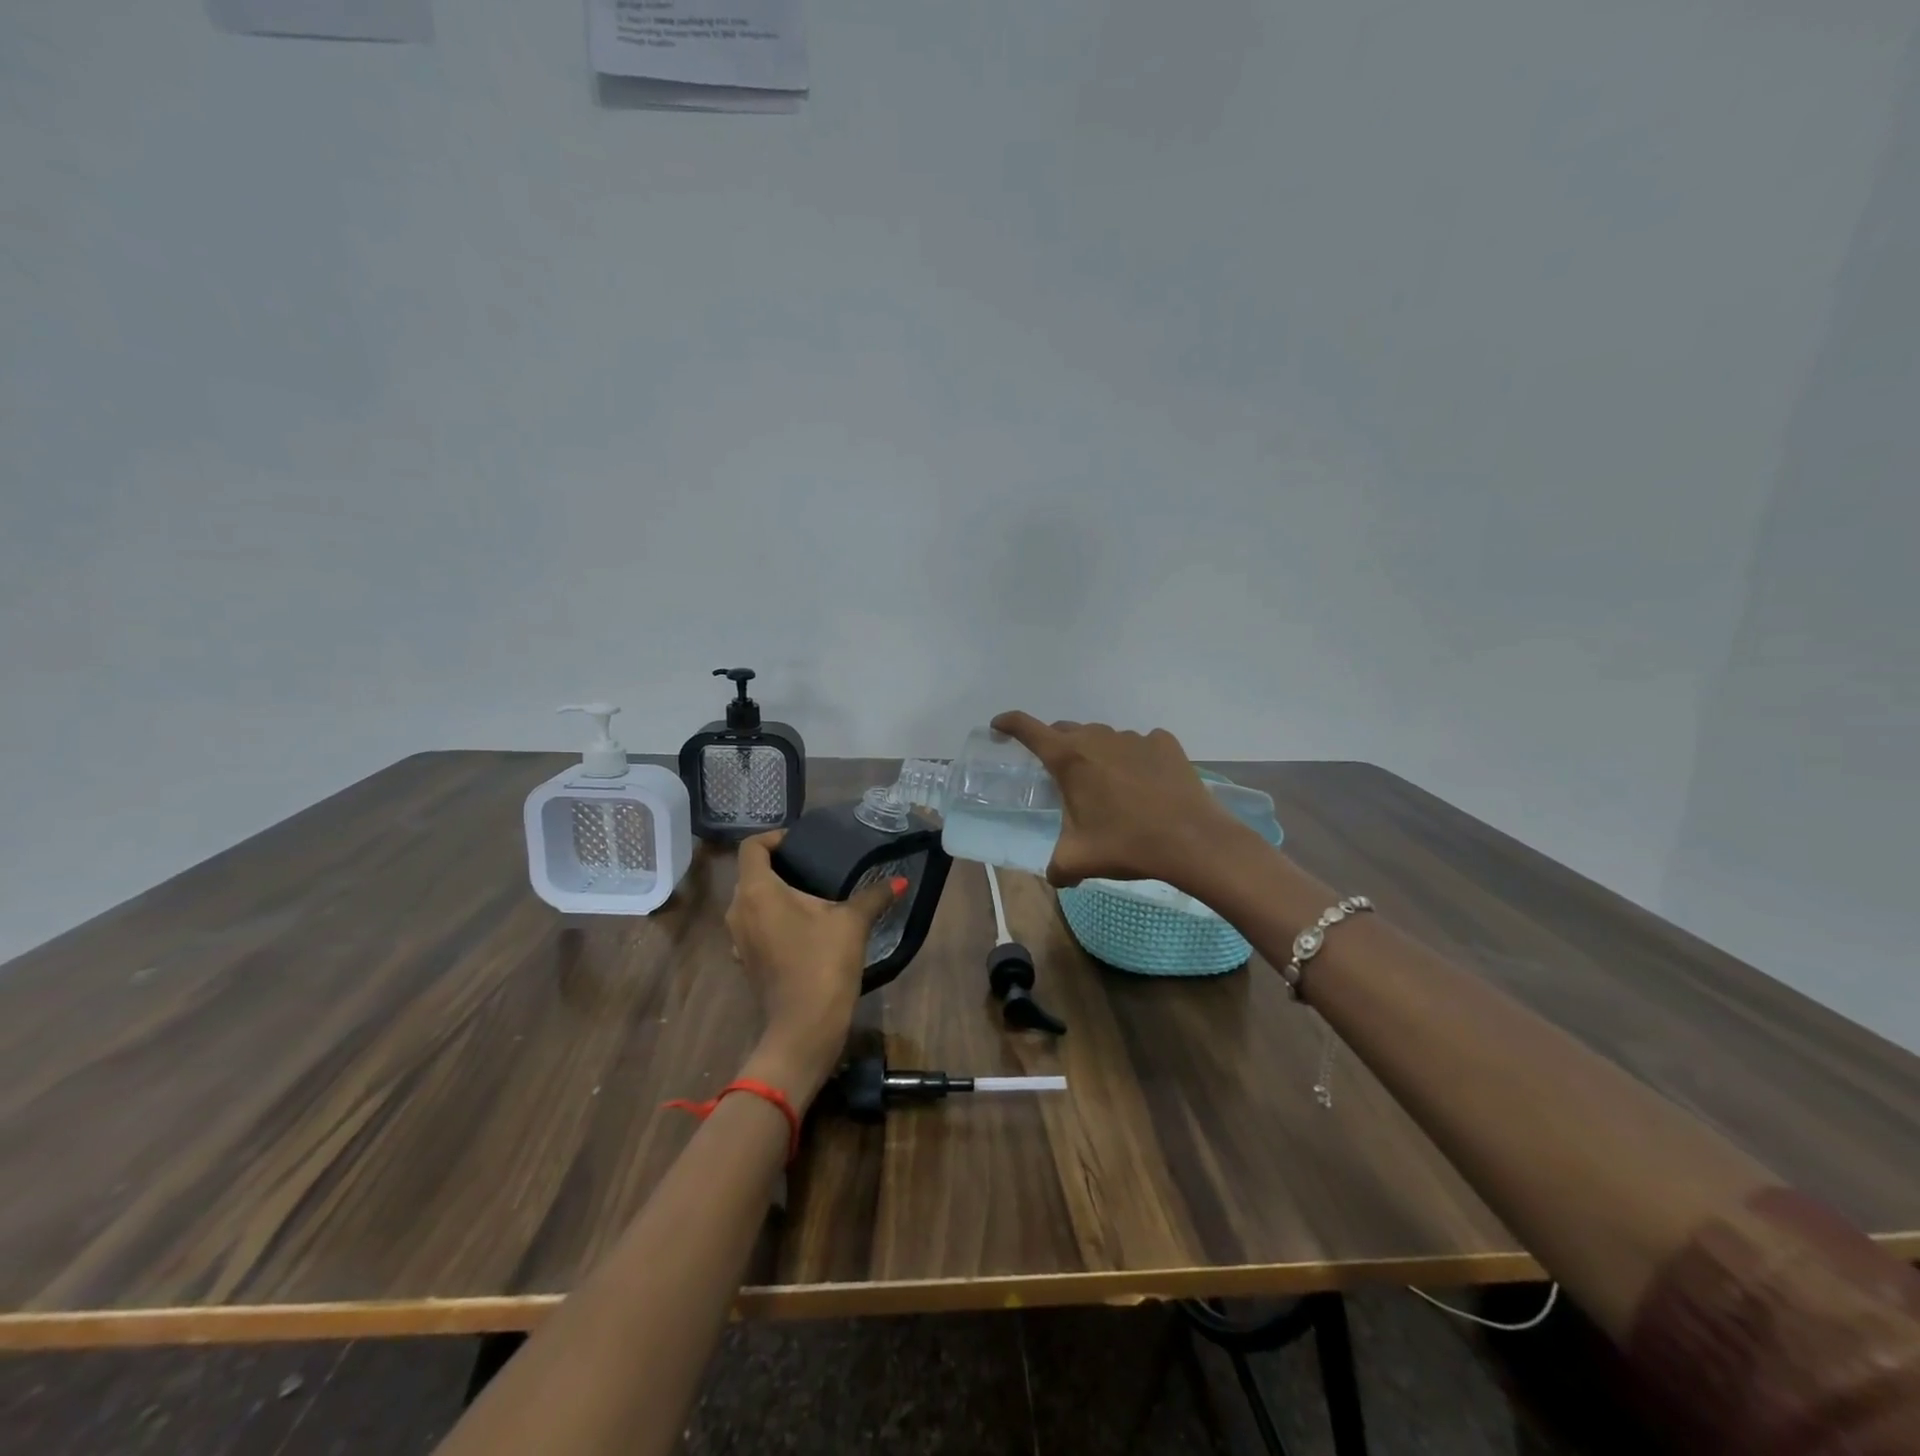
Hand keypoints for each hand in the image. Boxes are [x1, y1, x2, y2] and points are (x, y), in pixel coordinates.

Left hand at [726, 831, 902, 1106]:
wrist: (804, 1027)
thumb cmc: (823, 963)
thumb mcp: (852, 922)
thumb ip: (874, 896)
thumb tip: (899, 881)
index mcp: (757, 891)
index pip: (752, 847)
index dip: (775, 837)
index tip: (803, 842)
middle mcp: (739, 910)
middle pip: (752, 873)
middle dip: (781, 864)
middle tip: (816, 864)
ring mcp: (739, 938)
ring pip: (753, 900)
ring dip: (778, 892)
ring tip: (814, 893)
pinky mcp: (746, 959)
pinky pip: (756, 924)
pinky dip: (775, 917)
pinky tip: (806, 926)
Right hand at [990, 712, 1250, 891]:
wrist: (1192, 841)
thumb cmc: (1126, 845)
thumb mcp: (1078, 861)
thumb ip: (1056, 867)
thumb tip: (1056, 877)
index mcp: (1069, 759)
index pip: (1027, 728)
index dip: (1008, 723)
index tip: (999, 726)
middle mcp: (1098, 739)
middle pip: (1066, 730)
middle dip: (1055, 745)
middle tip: (1058, 773)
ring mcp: (1134, 738)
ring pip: (1103, 737)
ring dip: (1096, 753)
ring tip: (1105, 784)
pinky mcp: (1164, 744)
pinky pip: (1140, 744)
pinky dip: (1134, 757)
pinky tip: (1142, 781)